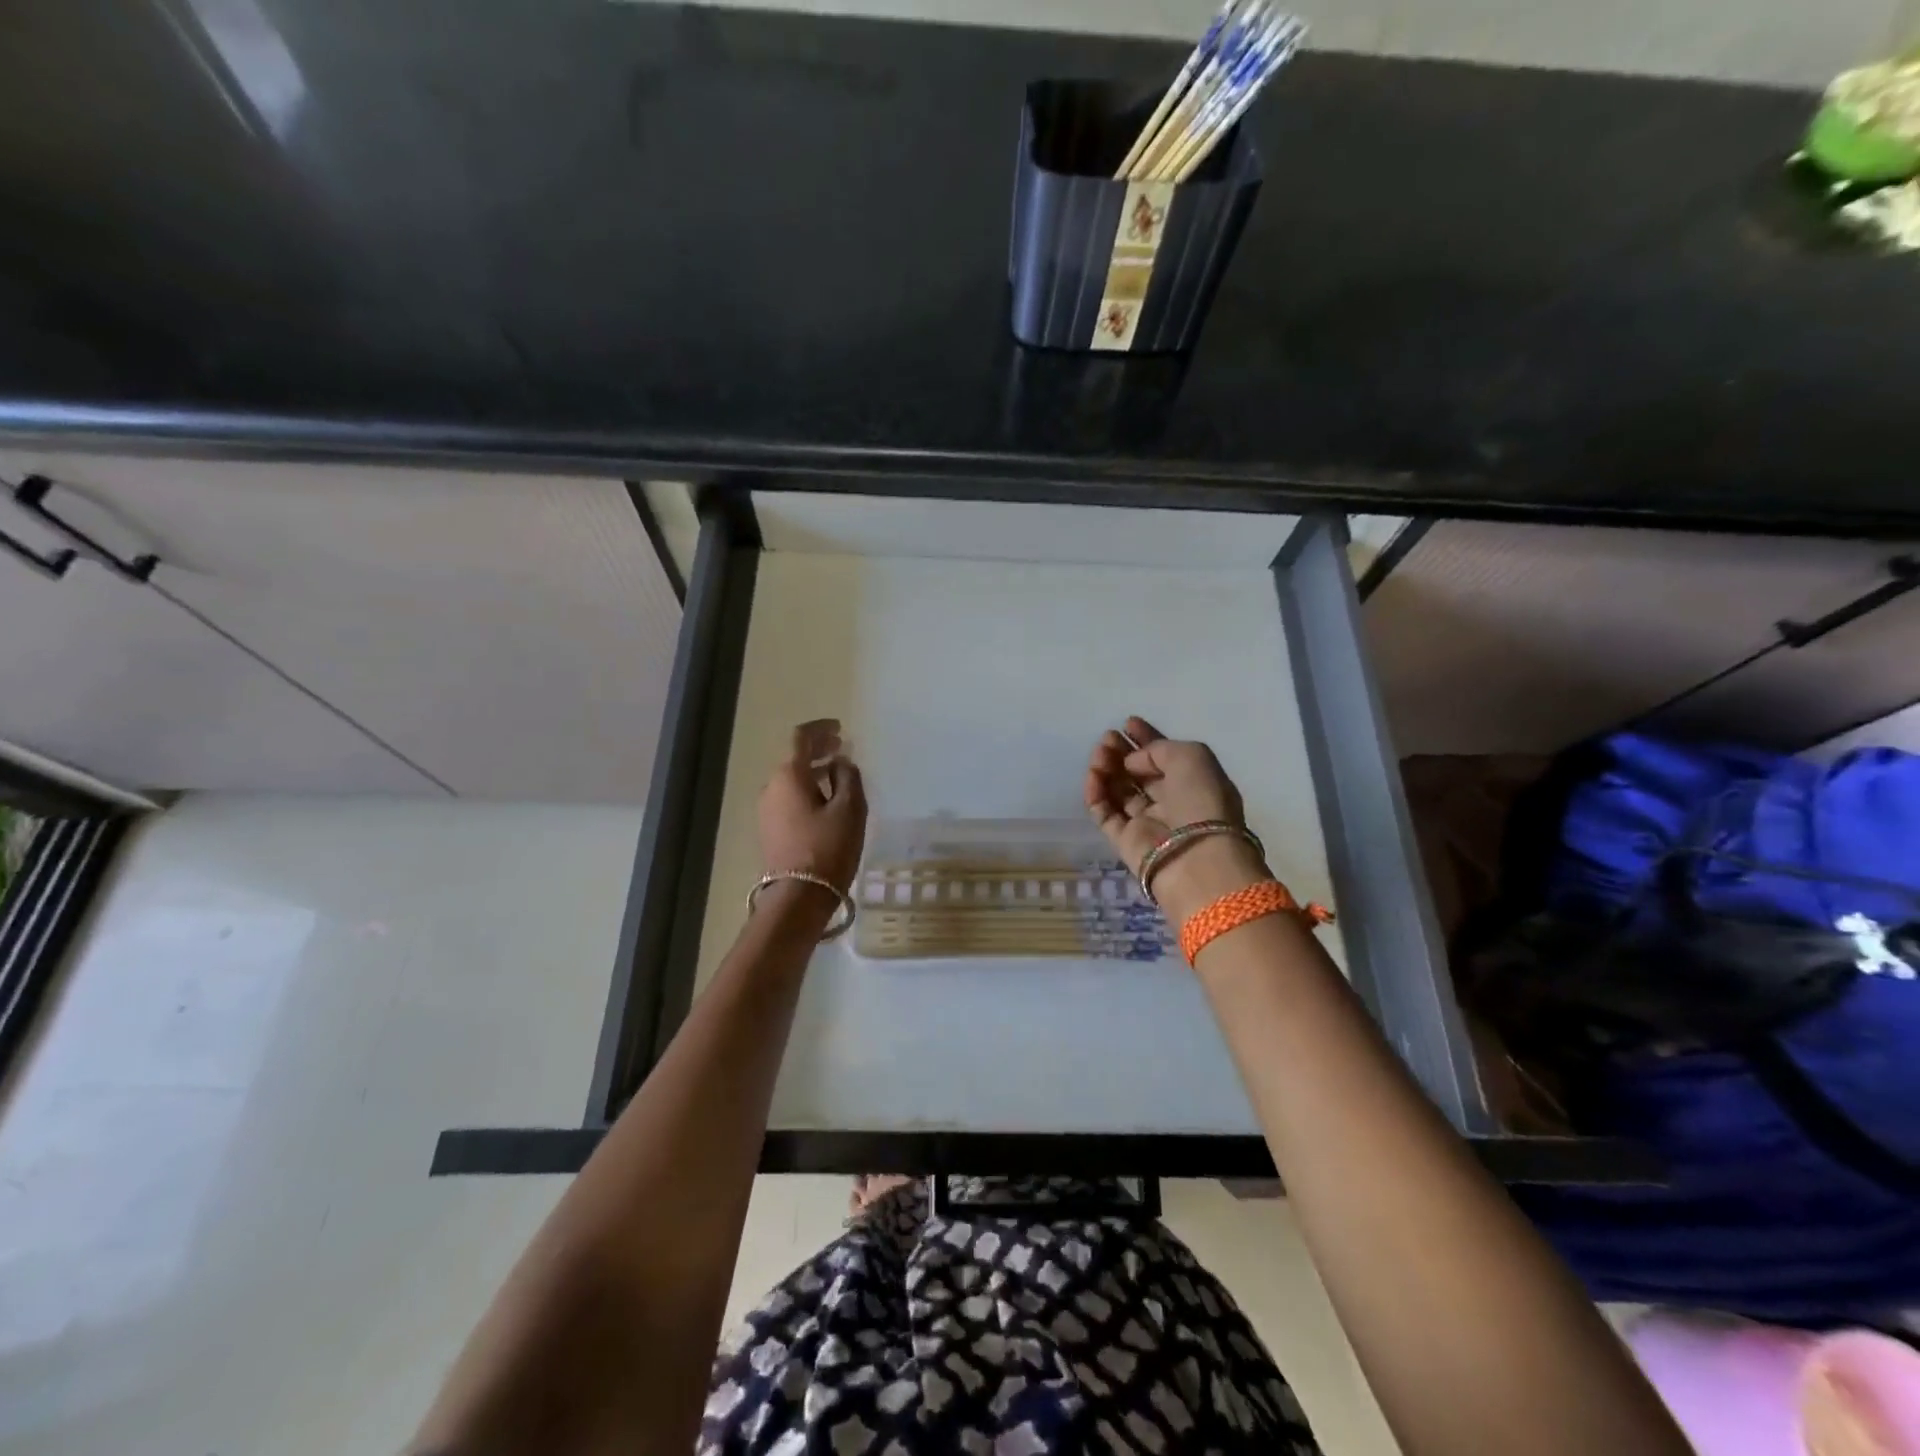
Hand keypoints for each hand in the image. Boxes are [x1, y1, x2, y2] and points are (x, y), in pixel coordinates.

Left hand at [758, 719, 866, 895]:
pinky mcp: (769, 829)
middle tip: (841, 748)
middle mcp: (771, 786)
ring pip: (791, 779)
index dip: (821, 729)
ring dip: (813, 771)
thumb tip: (840, 762)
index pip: (801, 738)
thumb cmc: (828, 848)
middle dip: (818, 749)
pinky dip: (806, 789)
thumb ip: (849, 777)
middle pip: (794, 757)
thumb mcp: (850, 809)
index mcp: (789, 775)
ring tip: (838, 775)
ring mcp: (766, 809)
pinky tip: (825, 801)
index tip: (839, 728)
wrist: (798, 897)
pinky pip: (789, 797)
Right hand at [1085, 715, 1267, 920]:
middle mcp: (1170, 802)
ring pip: (1119, 790)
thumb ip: (1158, 749)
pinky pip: (1104, 812)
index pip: (1165, 757)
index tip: (1127, 723)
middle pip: (1138, 773)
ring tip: (1099, 753)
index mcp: (1193, 783)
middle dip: (1122, 752)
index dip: (1146, 739)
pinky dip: (1096, 793)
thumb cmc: (1202, 801)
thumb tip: (1132, 763)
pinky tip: (1093, 776)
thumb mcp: (1192, 756)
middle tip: (1108, 738)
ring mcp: (1146, 822)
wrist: (1196, 856)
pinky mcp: (1124, 840)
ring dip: (1107, 768)